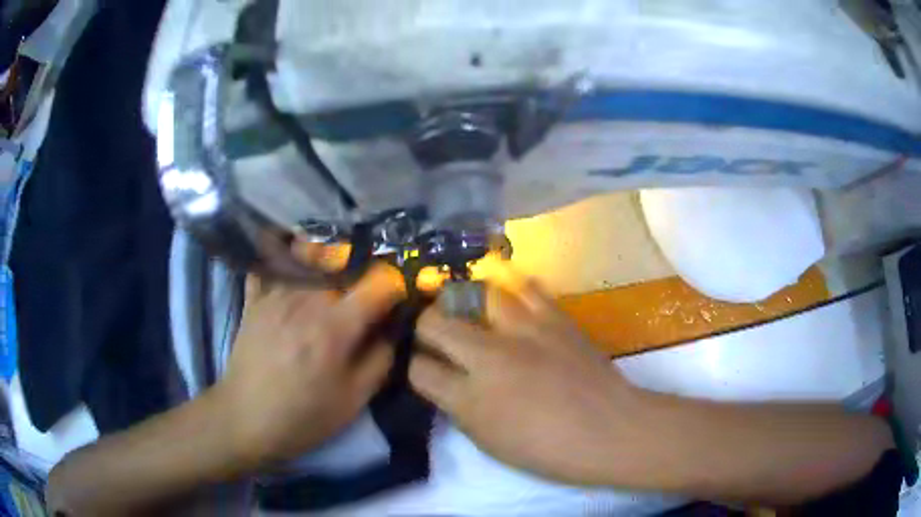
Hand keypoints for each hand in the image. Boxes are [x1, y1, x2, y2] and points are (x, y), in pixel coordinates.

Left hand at [211, 264, 406, 470]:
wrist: (245, 420)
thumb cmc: (303, 416)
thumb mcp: (354, 400)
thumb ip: (381, 359)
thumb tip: (392, 328)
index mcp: (334, 326)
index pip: (378, 284)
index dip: (397, 286)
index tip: (400, 298)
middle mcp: (306, 299)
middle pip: (346, 263)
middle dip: (365, 272)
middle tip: (369, 291)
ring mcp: (275, 294)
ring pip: (312, 259)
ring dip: (332, 264)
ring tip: (336, 281)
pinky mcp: (255, 298)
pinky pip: (273, 264)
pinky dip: (286, 258)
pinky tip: (293, 262)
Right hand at [409, 274, 642, 485]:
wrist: (608, 431)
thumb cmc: (549, 451)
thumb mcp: (490, 443)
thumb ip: (460, 409)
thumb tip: (447, 383)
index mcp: (469, 399)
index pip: (418, 369)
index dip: (413, 366)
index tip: (421, 365)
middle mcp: (488, 357)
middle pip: (433, 323)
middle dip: (426, 328)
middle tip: (437, 334)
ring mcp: (523, 331)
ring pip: (475, 294)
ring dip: (466, 304)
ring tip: (472, 312)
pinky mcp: (554, 318)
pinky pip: (526, 288)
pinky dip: (515, 294)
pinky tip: (515, 305)